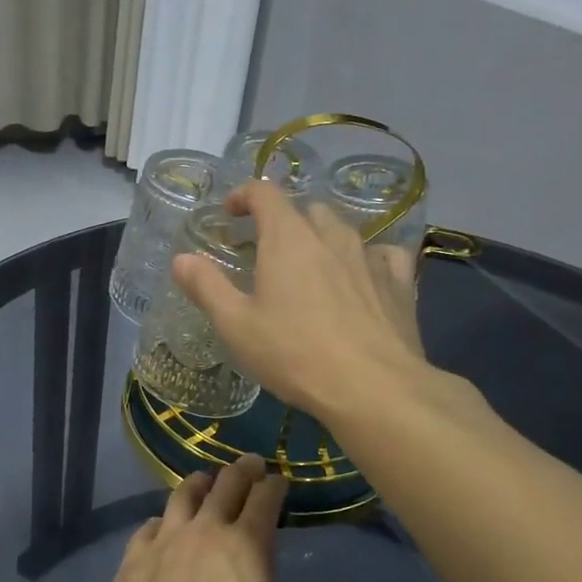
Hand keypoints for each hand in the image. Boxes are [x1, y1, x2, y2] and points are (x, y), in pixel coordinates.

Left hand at [102, 455, 305, 581]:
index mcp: (247, 546)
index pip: (264, 499)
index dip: (274, 486)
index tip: (278, 481)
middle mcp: (205, 531)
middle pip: (225, 485)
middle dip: (243, 470)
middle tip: (251, 464)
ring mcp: (164, 541)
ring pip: (183, 495)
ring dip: (200, 483)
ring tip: (205, 481)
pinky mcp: (133, 559)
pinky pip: (149, 526)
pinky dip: (164, 521)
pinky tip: (164, 527)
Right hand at [170, 180, 429, 417]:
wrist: (373, 387)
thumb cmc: (294, 354)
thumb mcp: (236, 325)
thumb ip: (207, 287)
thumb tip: (181, 259)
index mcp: (288, 238)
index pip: (264, 193)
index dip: (244, 195)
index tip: (230, 212)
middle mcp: (331, 236)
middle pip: (306, 210)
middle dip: (284, 222)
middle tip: (267, 251)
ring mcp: (370, 256)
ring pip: (344, 231)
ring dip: (322, 239)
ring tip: (311, 267)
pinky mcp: (400, 283)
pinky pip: (383, 255)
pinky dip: (367, 259)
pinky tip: (363, 279)